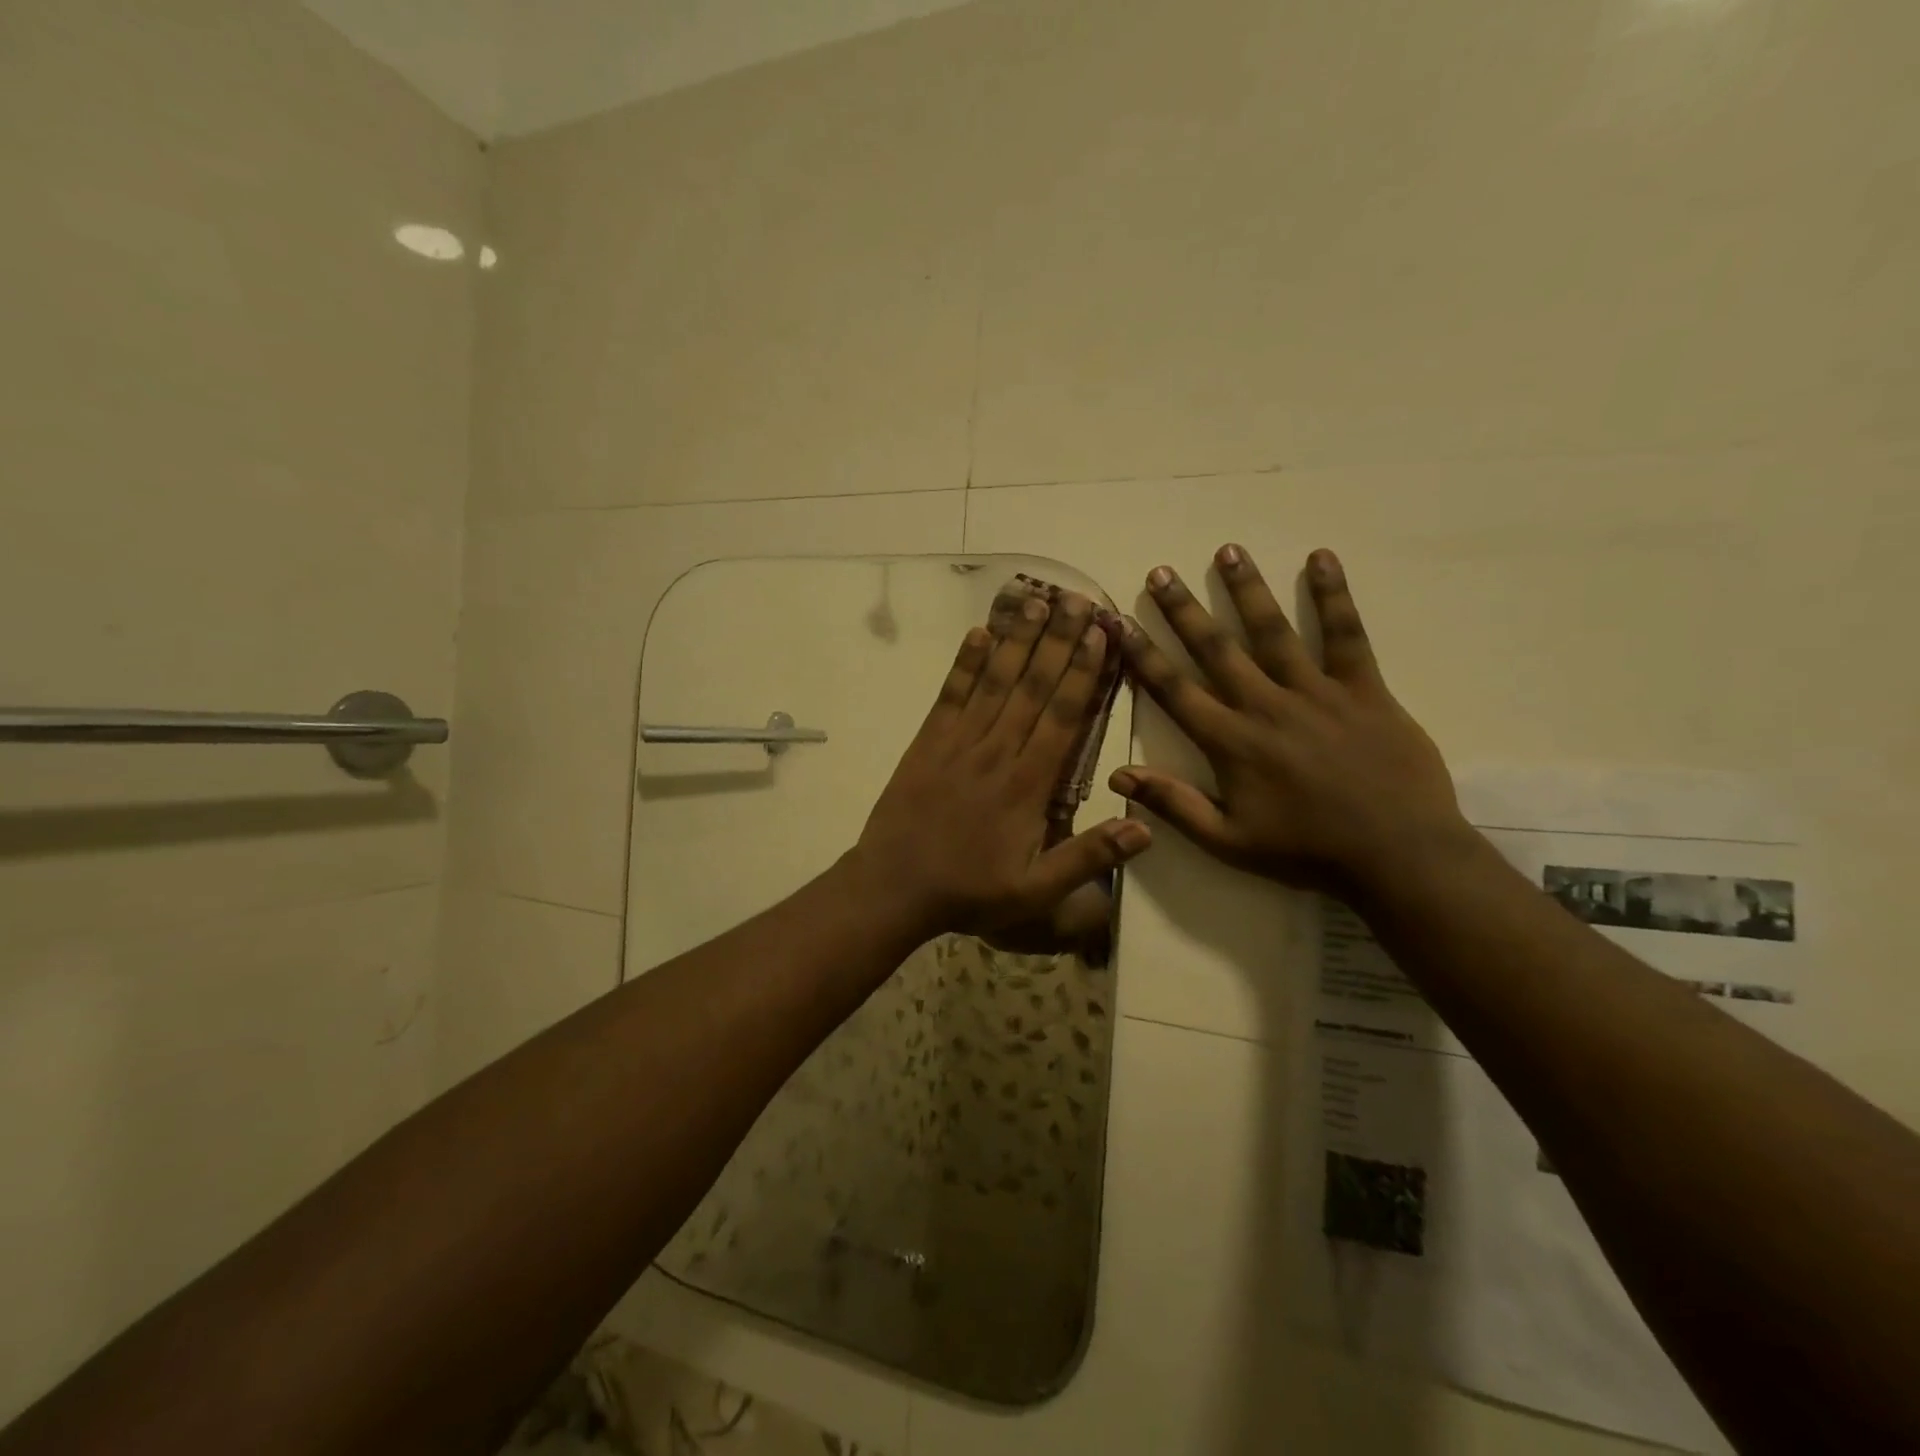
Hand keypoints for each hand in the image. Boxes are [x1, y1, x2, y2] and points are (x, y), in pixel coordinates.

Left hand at [850, 590, 1151, 941]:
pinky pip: (950, 695)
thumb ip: (1088, 858)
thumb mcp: (1036, 892)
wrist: (894, 887)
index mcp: (1027, 785)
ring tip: (1036, 602)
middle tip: (1078, 599)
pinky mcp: (927, 742)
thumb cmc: (970, 890)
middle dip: (1058, 641)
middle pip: (1032, 687)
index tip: (1101, 635)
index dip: (1083, 673)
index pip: (1062, 717)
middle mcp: (996, 752)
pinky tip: (977, 633)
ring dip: (1016, 641)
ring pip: (994, 682)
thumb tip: (1146, 828)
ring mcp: (958, 742)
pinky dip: (964, 664)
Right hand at [1112, 546, 1465, 893]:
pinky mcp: (1364, 689)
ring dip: (1247, 590)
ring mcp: (1317, 693)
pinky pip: (1346, 635)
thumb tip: (1118, 775)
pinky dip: (1333, 596)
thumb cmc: (1306, 851)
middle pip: (1216, 649)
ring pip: (1273, 631)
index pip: (1175, 690)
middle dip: (1183, 610)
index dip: (1144, 656)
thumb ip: (1173, 804)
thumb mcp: (1228, 841)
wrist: (1398, 855)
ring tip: (1226, 551)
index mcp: (1231, 742)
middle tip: (1160, 572)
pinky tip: (1320, 559)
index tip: (1121, 624)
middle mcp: (1265, 706)